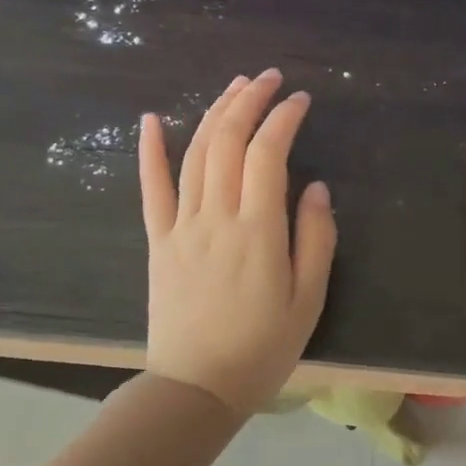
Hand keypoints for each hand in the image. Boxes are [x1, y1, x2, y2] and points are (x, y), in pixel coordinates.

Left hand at [138, 70, 335, 415]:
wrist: (196, 388)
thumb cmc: (262, 348)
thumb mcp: (308, 301)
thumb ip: (315, 240)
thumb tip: (314, 188)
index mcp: (258, 231)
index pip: (268, 154)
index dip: (284, 118)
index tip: (301, 99)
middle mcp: (217, 217)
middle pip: (228, 141)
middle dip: (250, 101)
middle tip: (270, 78)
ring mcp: (182, 226)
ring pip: (195, 154)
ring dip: (215, 113)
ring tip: (235, 87)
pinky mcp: (159, 241)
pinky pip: (151, 188)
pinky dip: (150, 151)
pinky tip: (152, 119)